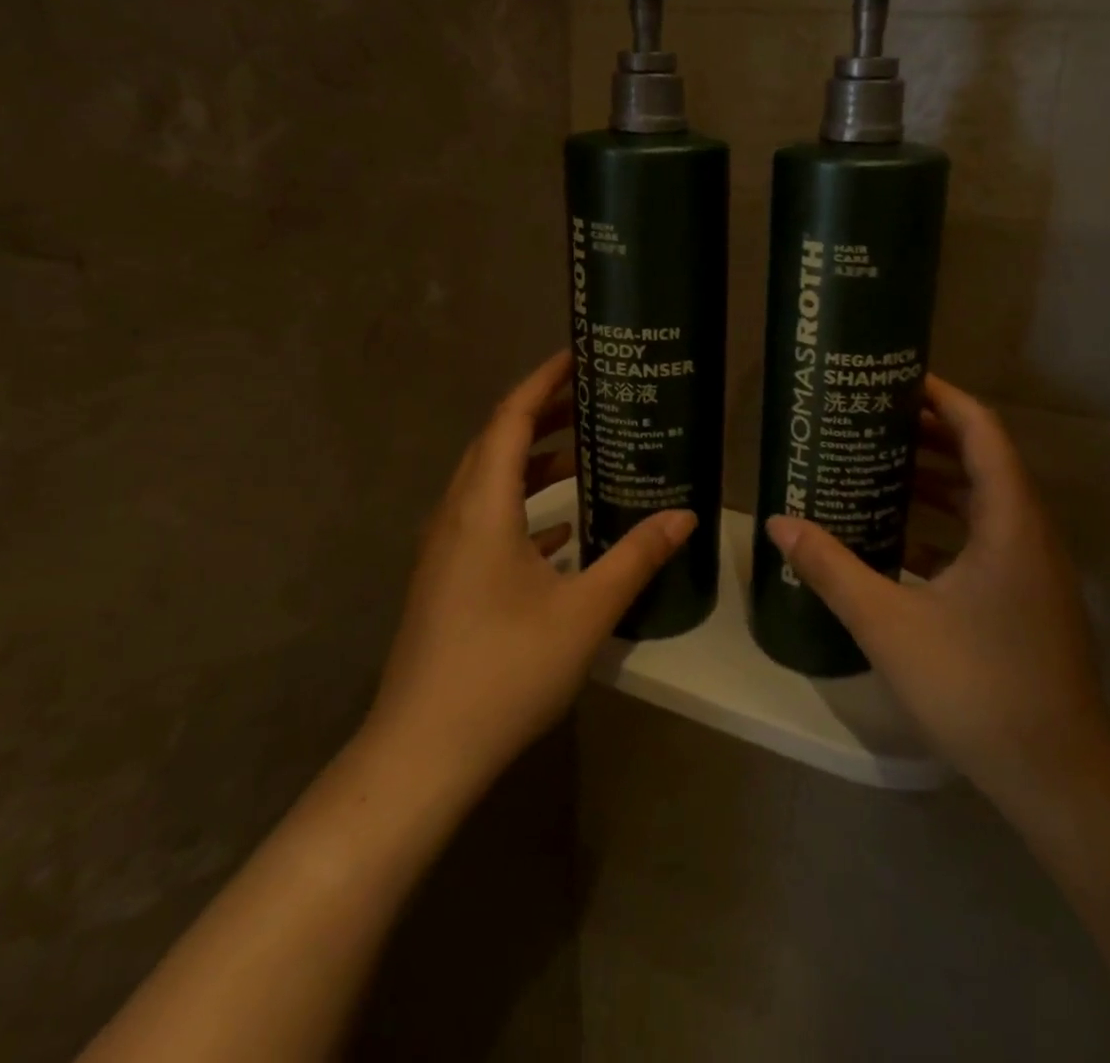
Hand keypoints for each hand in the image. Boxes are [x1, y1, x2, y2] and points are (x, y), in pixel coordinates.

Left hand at [364, 351, 695, 788]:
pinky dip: (525, 507)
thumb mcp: (584, 611)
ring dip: (533, 462)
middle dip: (543, 415)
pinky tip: (563, 528)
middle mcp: (456, 516)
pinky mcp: (447, 580)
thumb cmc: (504, 670)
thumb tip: (685, 516)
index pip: (509, 419)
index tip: (578, 356)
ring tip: (586, 453)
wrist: (423, 753)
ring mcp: (446, 550)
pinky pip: (487, 520)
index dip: (542, 382)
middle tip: (593, 398)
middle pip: (496, 443)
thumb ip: (636, 557)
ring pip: (490, 483)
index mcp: (482, 508)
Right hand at [765, 374, 1109, 811]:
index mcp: (1009, 521)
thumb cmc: (977, 686)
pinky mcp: (1028, 601)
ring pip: (984, 504)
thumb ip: (832, 568)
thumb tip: (779, 523)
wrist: (1057, 778)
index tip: (897, 381)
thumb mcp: (888, 623)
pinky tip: (899, 543)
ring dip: (937, 484)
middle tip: (874, 423)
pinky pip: (985, 541)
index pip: (981, 431)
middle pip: (983, 461)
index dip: (943, 397)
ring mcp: (1034, 571)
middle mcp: (1030, 534)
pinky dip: (945, 528)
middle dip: (930, 436)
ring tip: (879, 471)